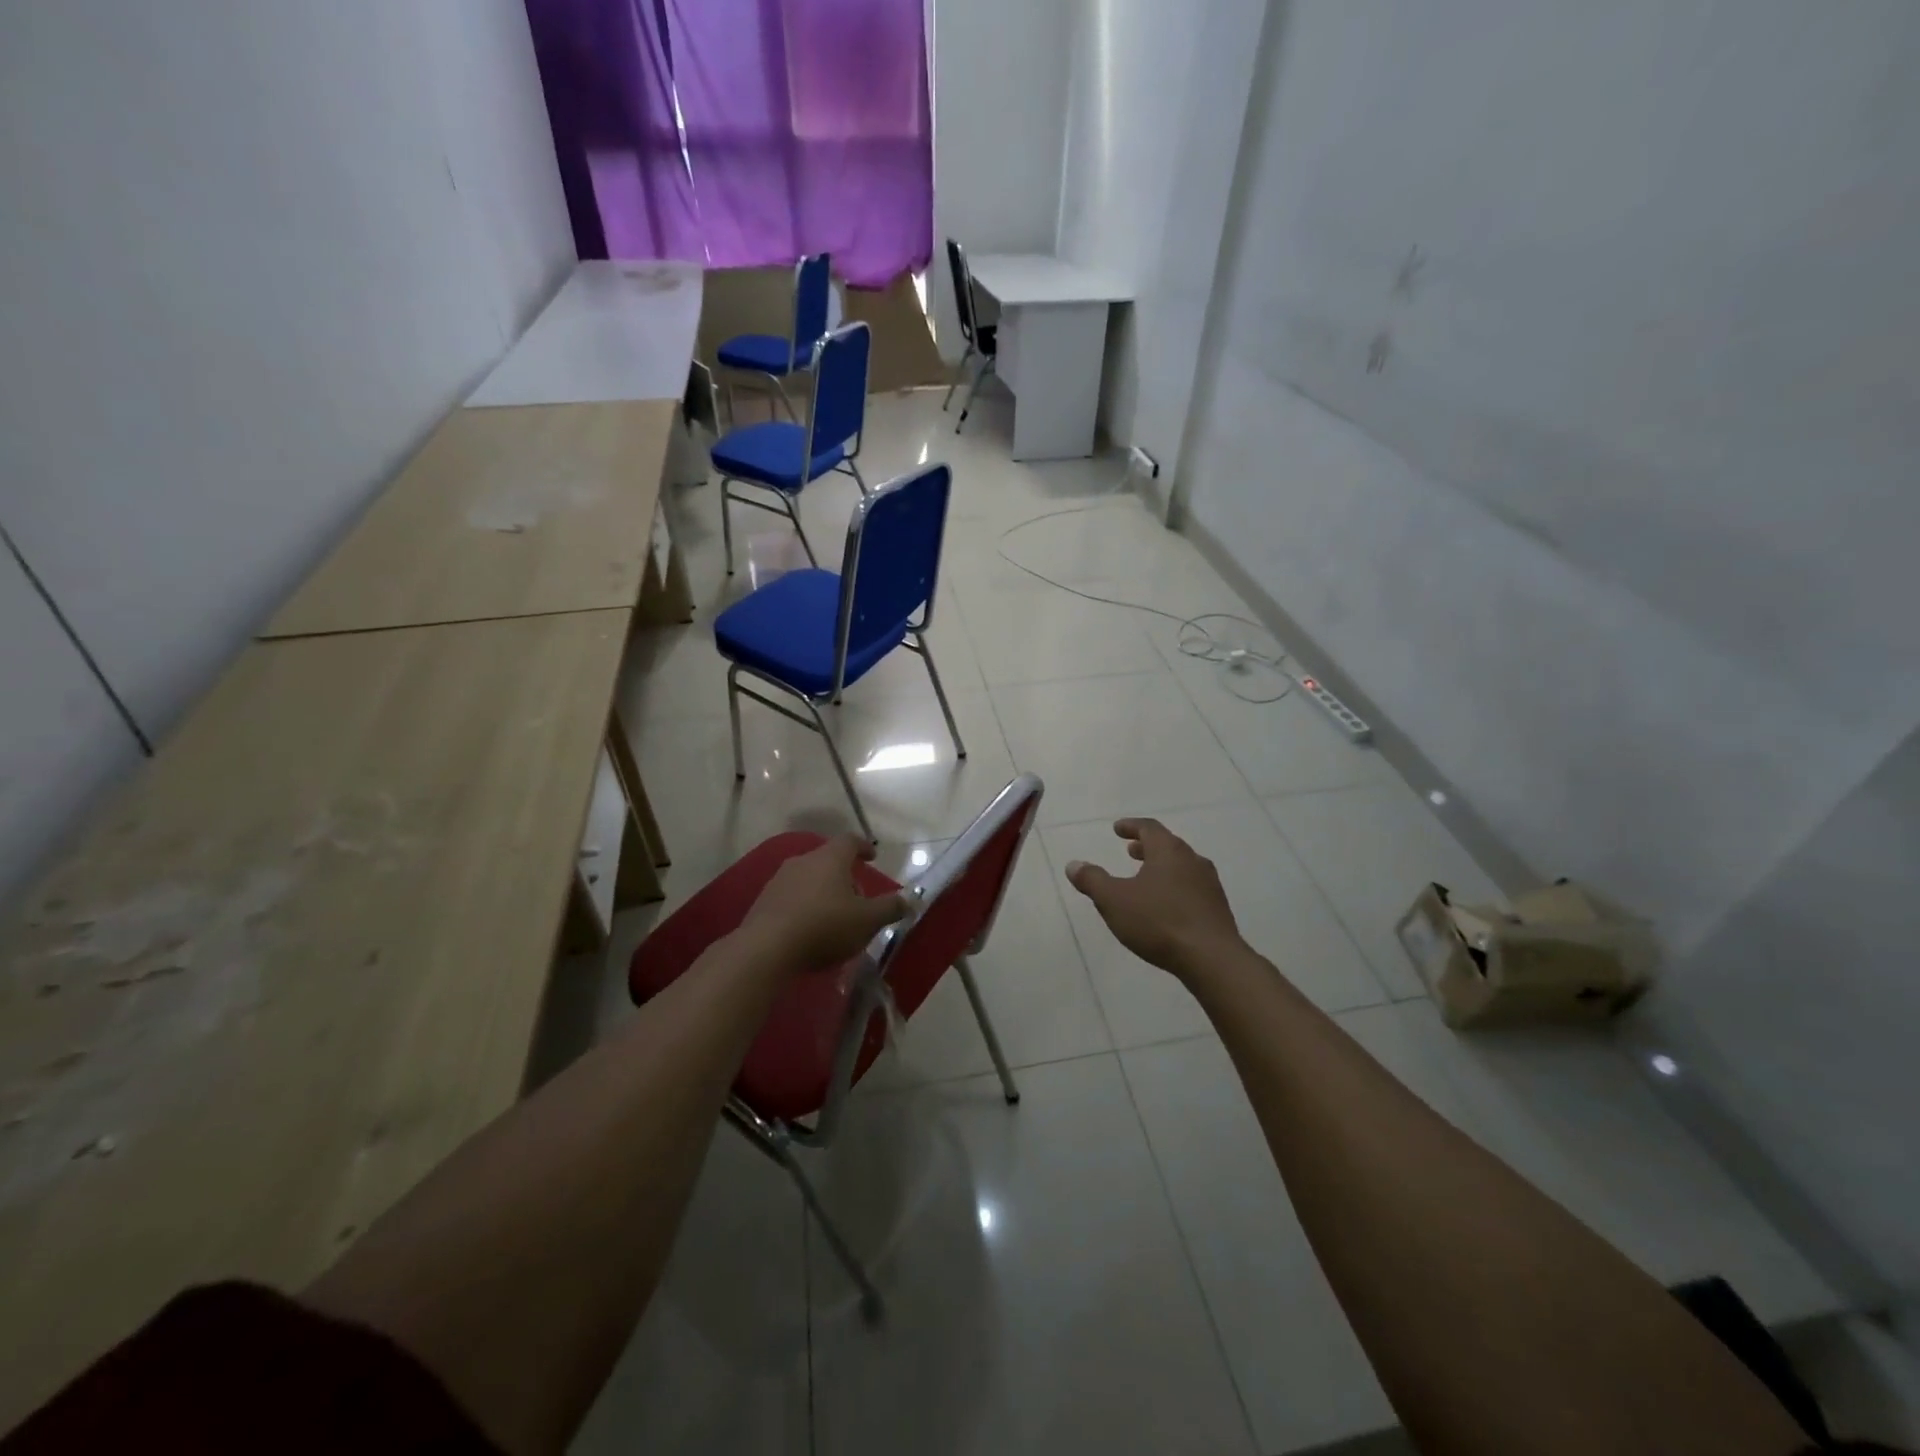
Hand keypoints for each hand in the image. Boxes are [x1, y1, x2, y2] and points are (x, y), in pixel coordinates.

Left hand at [738, 836, 906, 971]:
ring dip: (822, 892)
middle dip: (844, 875)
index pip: (850, 841)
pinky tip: (809, 929)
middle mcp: (803, 861)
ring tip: (833, 916)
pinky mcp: (763, 901)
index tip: (872, 856)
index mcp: (830, 858)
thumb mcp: (867, 921)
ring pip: (808, 878)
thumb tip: (910, 899)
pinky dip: (804, 906)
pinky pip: (791, 897)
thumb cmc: (825, 926)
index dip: (863, 847)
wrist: (766, 948)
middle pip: (828, 860)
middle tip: (857, 897)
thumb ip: (890, 908)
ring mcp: (779, 880)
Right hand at [1065, 819, 1241, 978]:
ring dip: (1161, 867)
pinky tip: (1165, 906)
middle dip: (1147, 846)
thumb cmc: (1159, 922)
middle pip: (1168, 845)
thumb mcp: (1114, 901)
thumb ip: (1092, 880)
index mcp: (1169, 851)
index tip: (1117, 829)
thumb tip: (1074, 864)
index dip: (1131, 826)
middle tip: (1130, 851)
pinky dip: (1174, 887)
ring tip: (1145, 879)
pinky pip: (1192, 888)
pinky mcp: (1217, 908)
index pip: (1149, 827)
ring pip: (1182, 866)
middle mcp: (1192, 860)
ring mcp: (1209, 884)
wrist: (1212, 959)